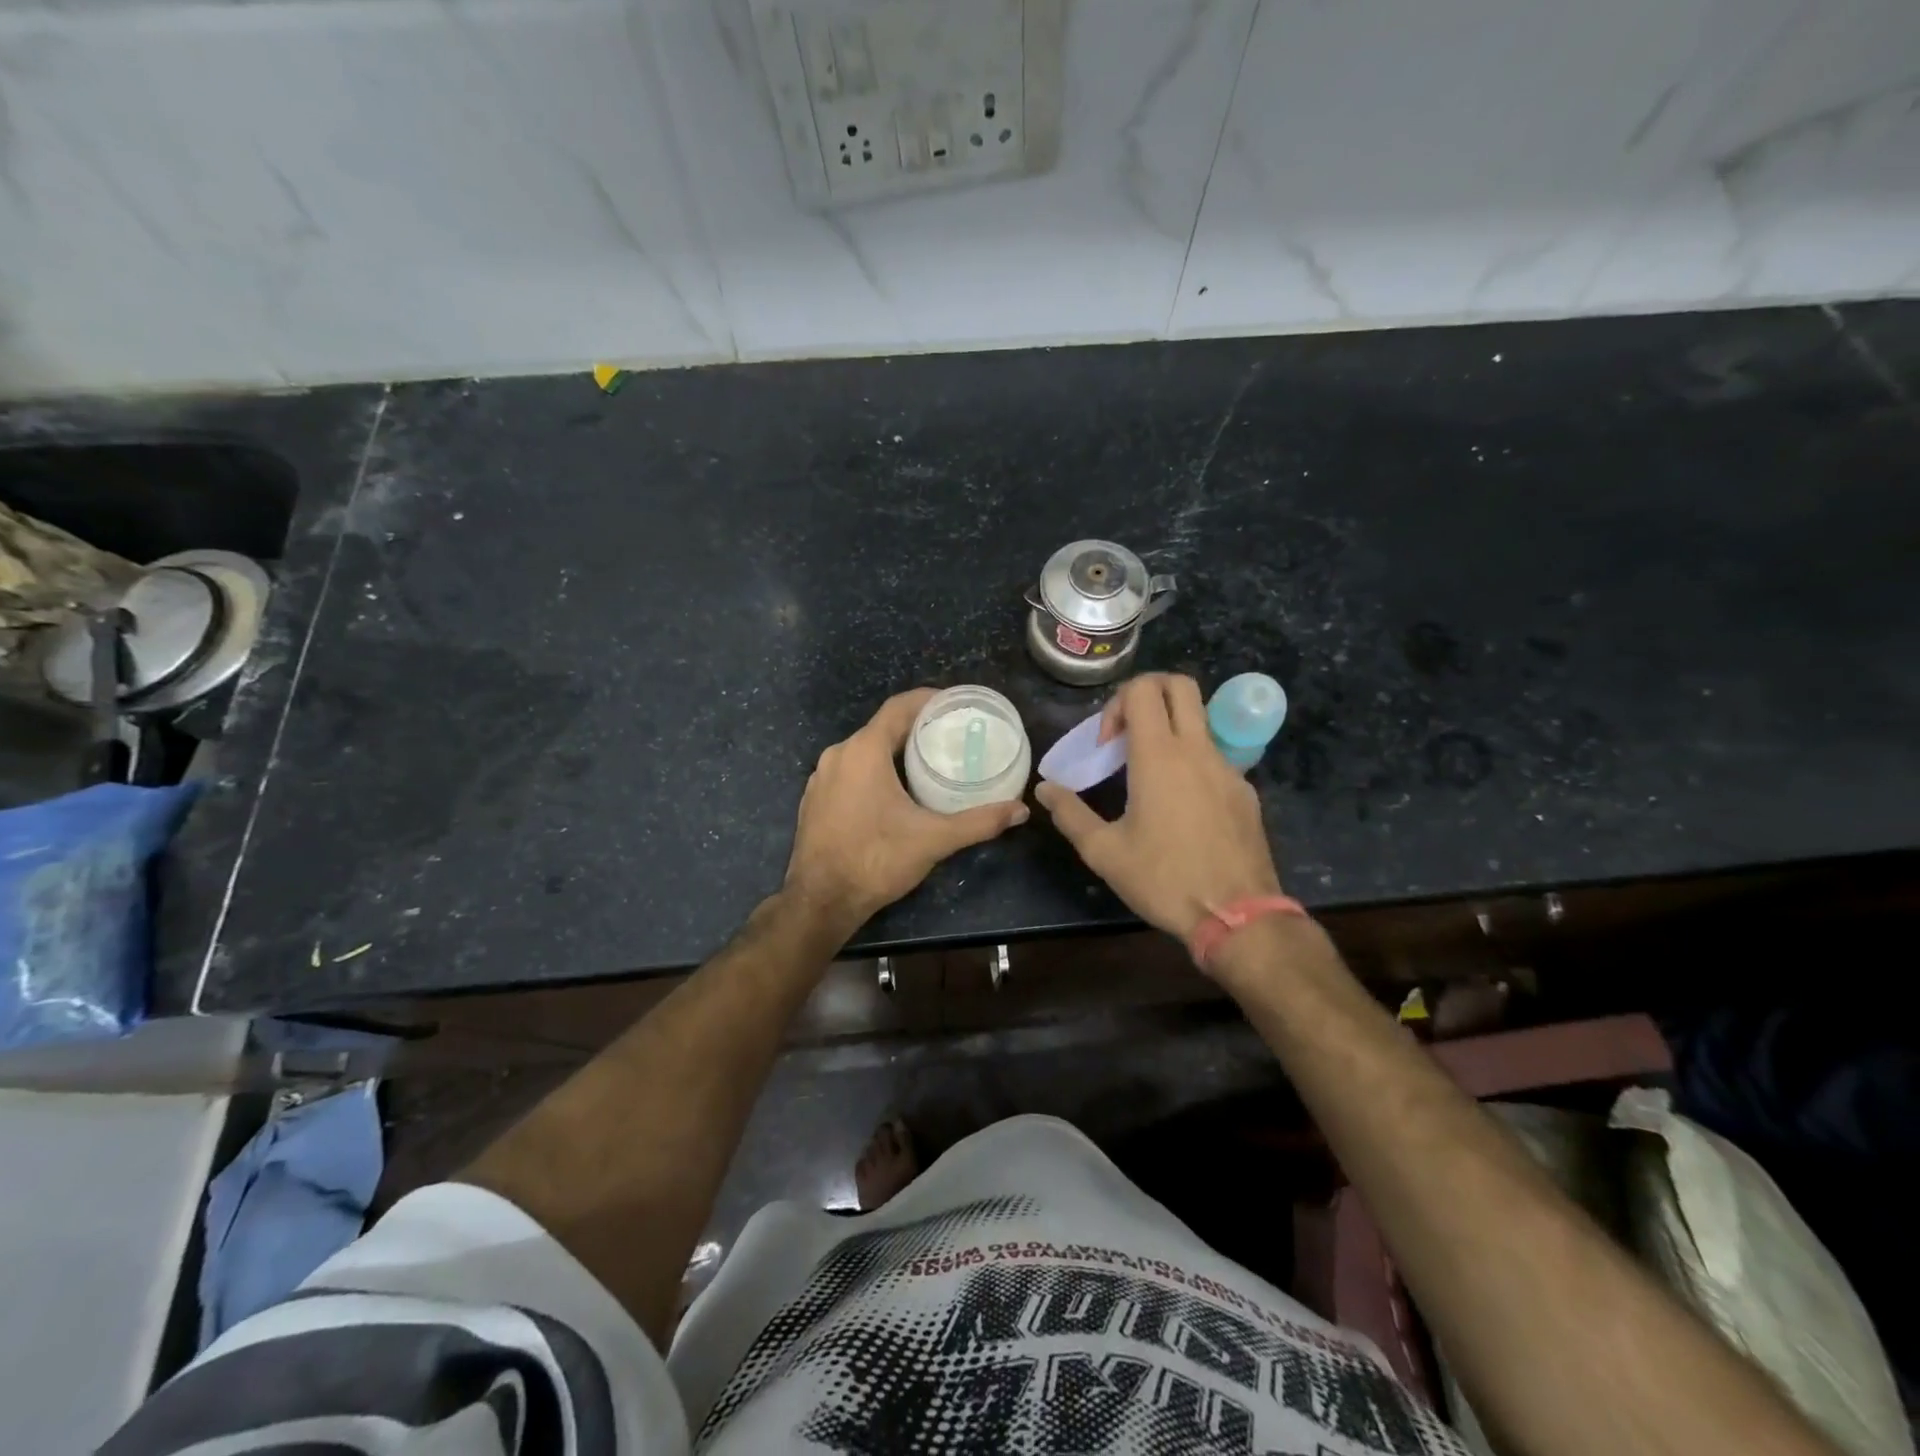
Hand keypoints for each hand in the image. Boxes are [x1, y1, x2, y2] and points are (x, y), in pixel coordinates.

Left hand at [784, 688, 1029, 933]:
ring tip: (928, 761)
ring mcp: (821, 777)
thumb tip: (1020, 811)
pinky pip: (849, 771)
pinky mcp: (815, 799)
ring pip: (864, 751)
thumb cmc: (876, 860)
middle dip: (916, 728)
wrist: (821, 901)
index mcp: (863, 751)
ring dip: (894, 751)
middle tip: (951, 736)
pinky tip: (894, 790)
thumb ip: (979, 822)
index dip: (928, 700)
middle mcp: (838, 755)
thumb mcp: (933, 839)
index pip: (898, 707)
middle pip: (882, 728)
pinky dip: (873, 771)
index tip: (955, 703)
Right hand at [1035, 673, 1281, 947]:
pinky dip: (1191, 761)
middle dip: (1148, 694)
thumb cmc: (1164, 879)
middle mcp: (1197, 749)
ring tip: (1148, 775)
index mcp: (1159, 756)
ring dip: (1170, 729)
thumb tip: (1045, 790)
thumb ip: (1070, 814)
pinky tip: (1180, 807)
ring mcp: (1227, 768)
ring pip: (1200, 720)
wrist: (1238, 917)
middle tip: (1128, 735)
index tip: (1106, 745)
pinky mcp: (1245, 791)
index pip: (1142, 689)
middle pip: (1179, 685)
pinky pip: (1214, 757)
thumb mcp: (1104, 852)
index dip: (1116, 704)